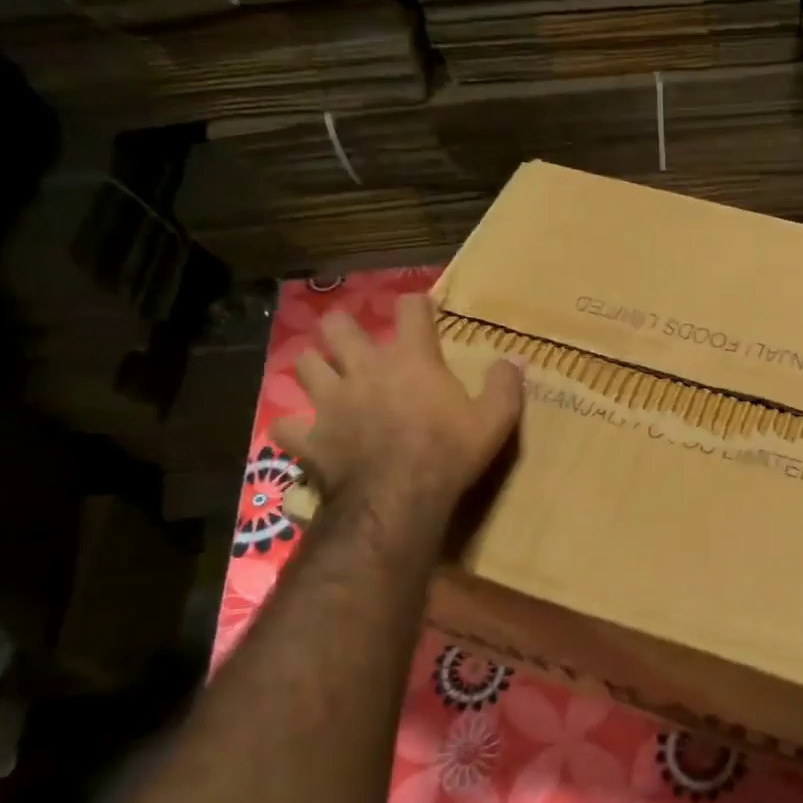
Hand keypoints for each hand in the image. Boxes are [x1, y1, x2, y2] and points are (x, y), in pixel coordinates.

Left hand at [272, 293, 522, 516]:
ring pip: (305, 365)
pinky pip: (287, 426)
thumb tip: (516, 358)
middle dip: (344, 326)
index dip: (417, 304)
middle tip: (356, 339)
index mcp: (411, 359)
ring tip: (327, 376)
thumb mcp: (494, 420)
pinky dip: (294, 427)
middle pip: (338, 326)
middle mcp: (364, 369)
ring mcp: (331, 401)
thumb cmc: (450, 452)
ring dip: (315, 367)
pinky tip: (304, 432)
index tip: (422, 307)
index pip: (410, 311)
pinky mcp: (310, 437)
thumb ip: (505, 385)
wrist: (400, 498)